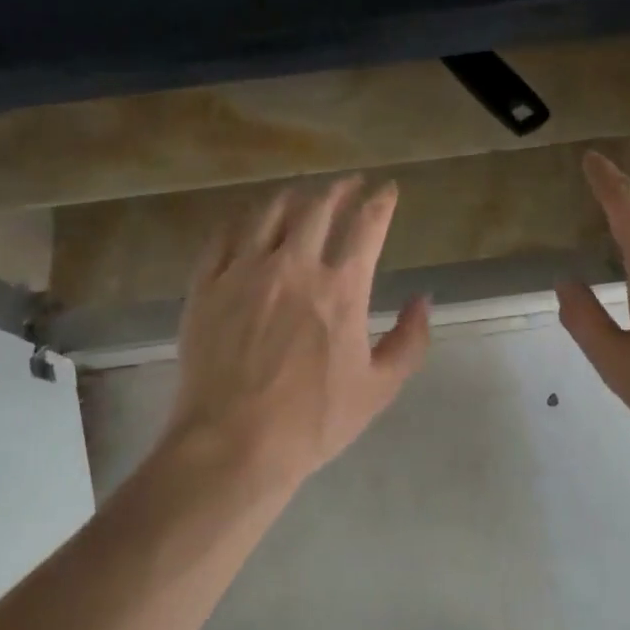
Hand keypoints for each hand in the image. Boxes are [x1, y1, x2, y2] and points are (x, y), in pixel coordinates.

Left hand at [171, 176, 430, 492]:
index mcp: (340, 289)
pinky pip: (224, 234)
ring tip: (303, 194)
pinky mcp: (207, 284)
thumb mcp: (378, 389)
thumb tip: (423, 300)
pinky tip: (249, 219)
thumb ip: (409, 341)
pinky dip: (243, 219)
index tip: (388, 189)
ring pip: (270, 211)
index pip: (367, 225)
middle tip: (349, 184)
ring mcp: (244, 271)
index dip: (382, 200)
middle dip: (340, 188)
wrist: (232, 445)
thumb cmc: (312, 422)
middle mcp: (294, 266)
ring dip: (293, 196)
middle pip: (319, 206)